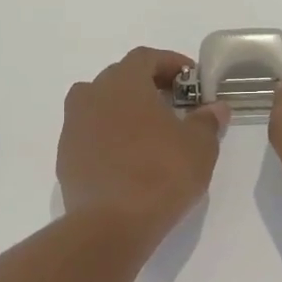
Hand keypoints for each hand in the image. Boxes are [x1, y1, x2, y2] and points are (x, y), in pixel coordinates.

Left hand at [58, 47, 227, 238]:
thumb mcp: (199, 146)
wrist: (111, 224)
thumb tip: (215, 108)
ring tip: (150, 132)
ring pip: (101, 106)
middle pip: (120, 78)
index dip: (171, 64)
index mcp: (123, 82)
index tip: (191, 80)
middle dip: (148, 86)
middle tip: (174, 105)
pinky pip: (92, 134)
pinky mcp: (66, 156)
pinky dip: (110, 137)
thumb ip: (208, 121)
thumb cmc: (161, 173)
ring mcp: (73, 126)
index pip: (146, 57)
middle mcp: (92, 95)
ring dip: (125, 111)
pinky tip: (130, 159)